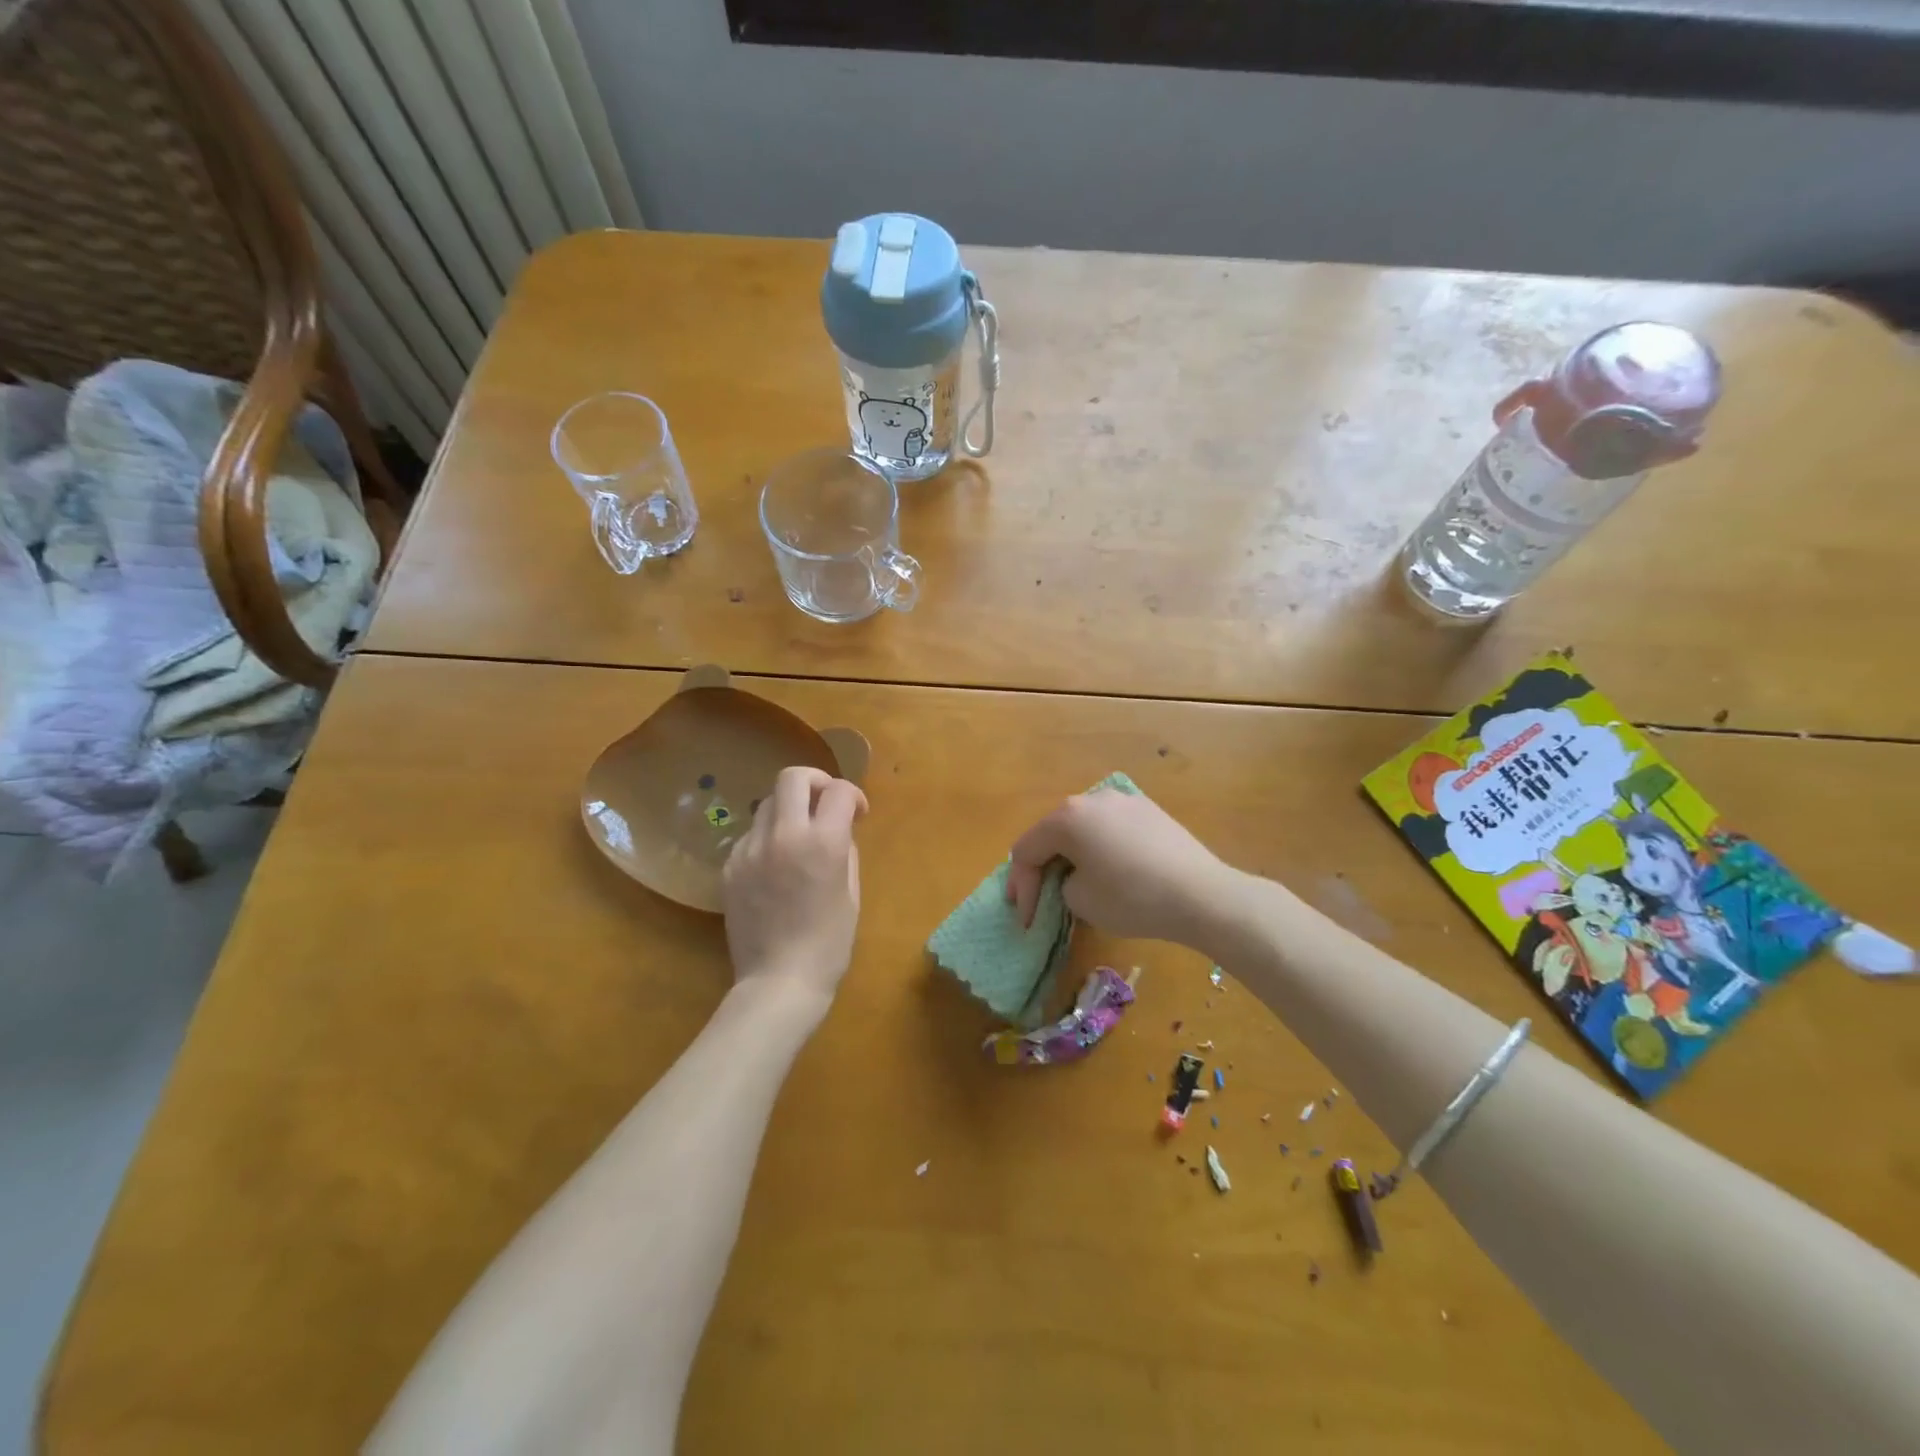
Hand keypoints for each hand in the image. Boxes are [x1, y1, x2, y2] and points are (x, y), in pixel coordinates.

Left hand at [722, 766, 866, 1005]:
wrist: (778, 982)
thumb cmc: (828, 944)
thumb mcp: (851, 895)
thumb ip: (845, 852)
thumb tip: (839, 831)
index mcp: (823, 843)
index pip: (839, 791)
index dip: (853, 795)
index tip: (857, 814)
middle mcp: (784, 835)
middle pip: (792, 777)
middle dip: (815, 781)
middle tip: (825, 803)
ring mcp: (751, 849)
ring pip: (768, 803)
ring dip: (789, 810)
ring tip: (798, 837)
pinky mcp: (730, 867)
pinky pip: (751, 836)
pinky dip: (767, 838)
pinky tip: (775, 866)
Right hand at [1006, 788, 1233, 946]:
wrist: (1202, 894)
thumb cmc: (1132, 898)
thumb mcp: (1080, 901)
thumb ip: (1061, 884)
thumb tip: (1075, 876)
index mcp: (1067, 817)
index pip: (1027, 850)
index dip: (1021, 887)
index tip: (1026, 919)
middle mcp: (1092, 798)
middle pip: (1052, 834)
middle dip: (1043, 868)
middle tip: (1040, 900)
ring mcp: (1124, 800)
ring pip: (1083, 829)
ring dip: (1072, 856)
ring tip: (1074, 885)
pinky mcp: (1149, 811)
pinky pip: (1111, 829)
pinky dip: (1100, 849)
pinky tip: (1109, 872)